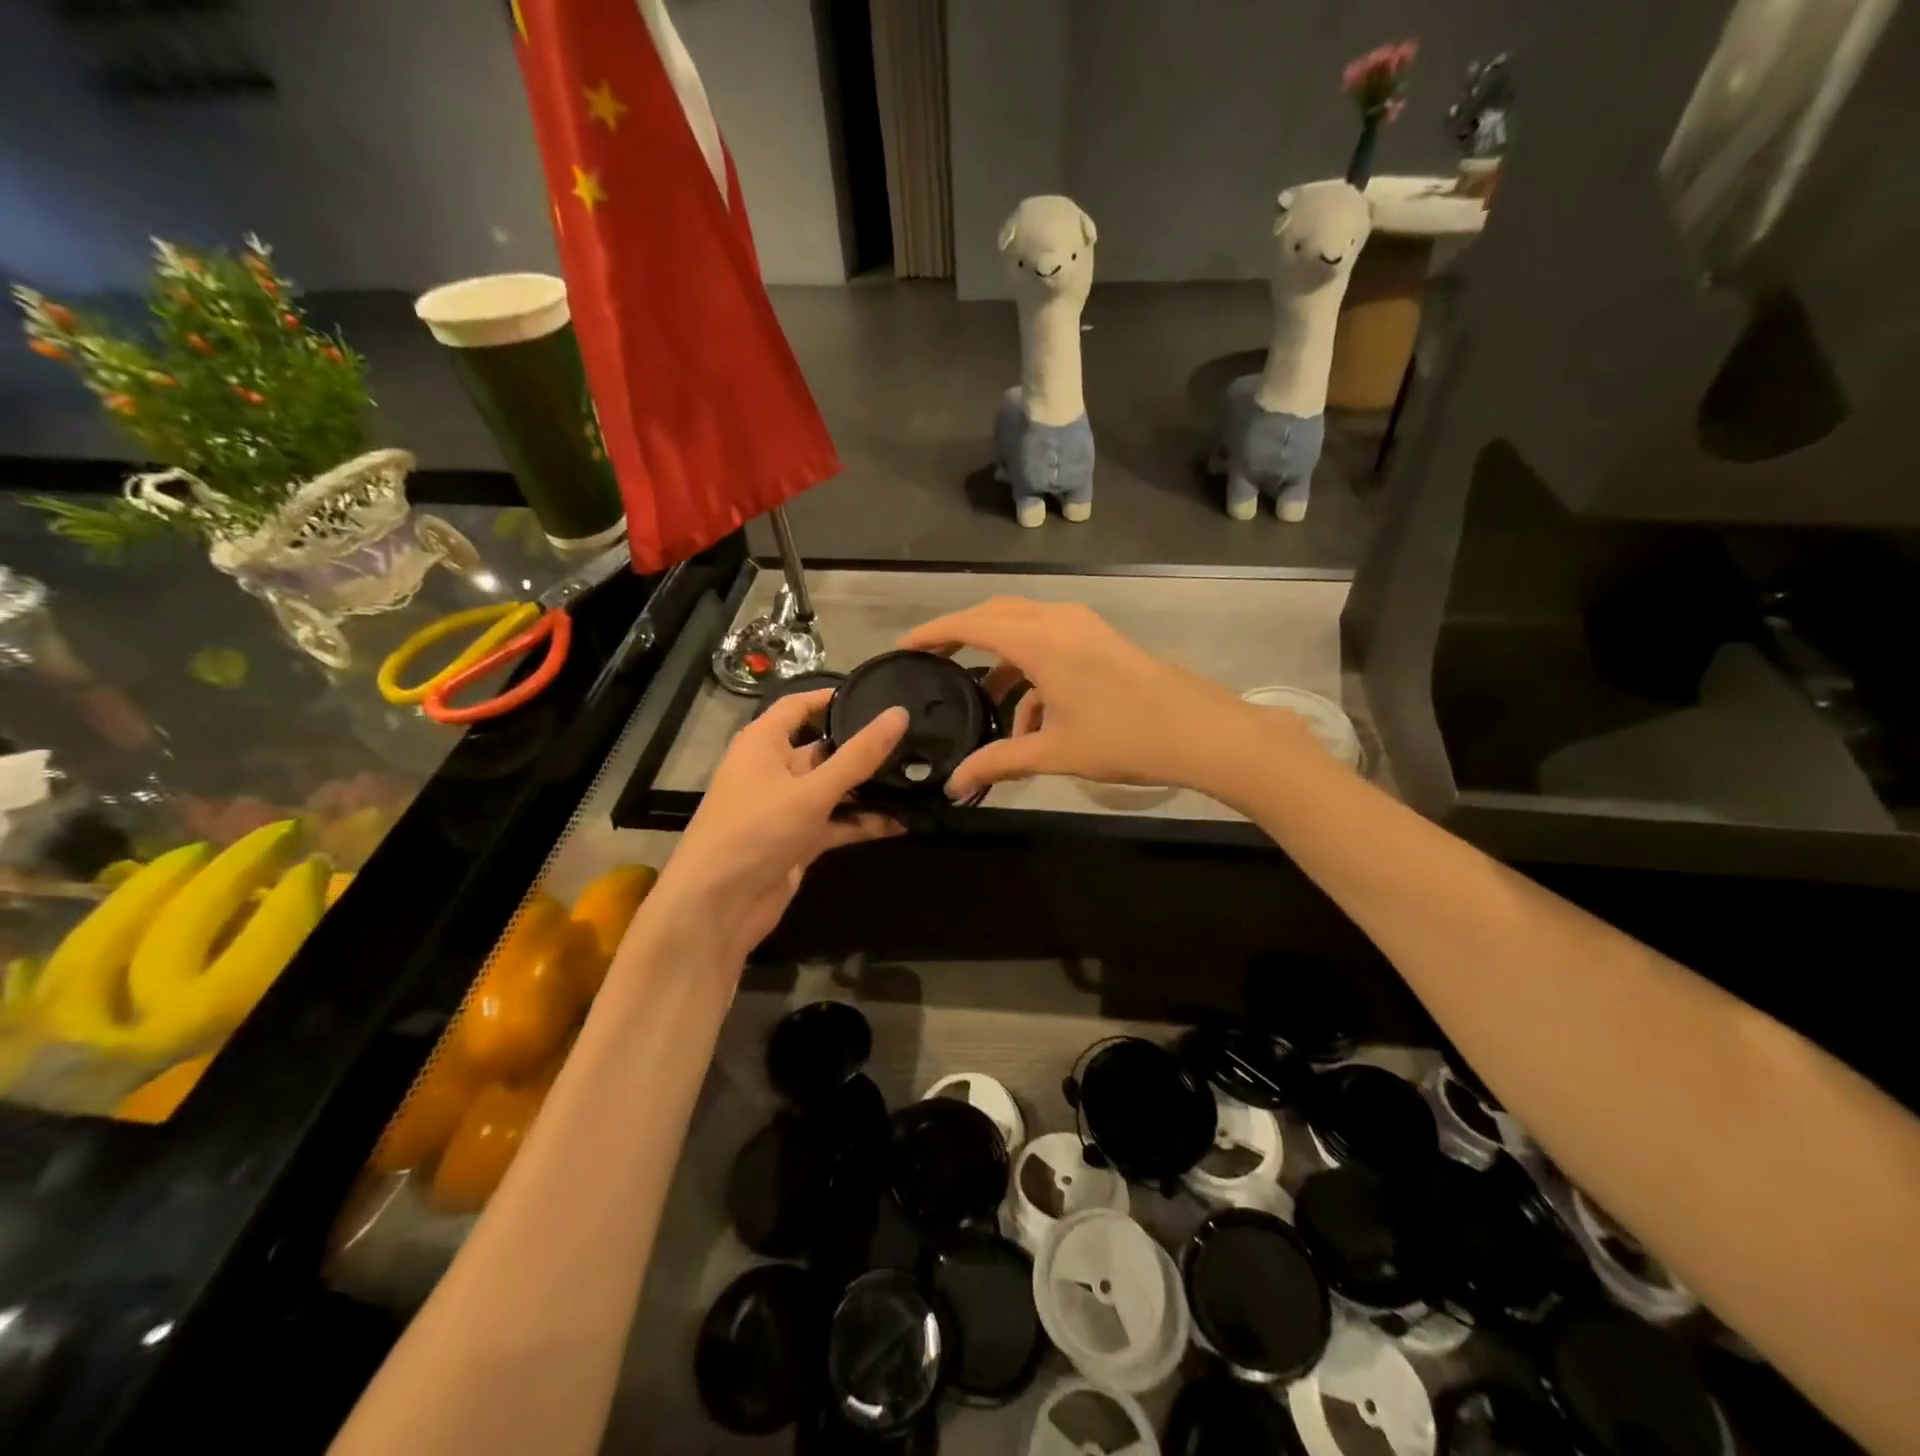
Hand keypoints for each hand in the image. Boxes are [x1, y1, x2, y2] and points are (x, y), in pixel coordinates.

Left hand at [652, 691, 906, 959]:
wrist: (718, 907)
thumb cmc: (756, 831)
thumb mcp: (811, 790)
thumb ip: (858, 756)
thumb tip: (899, 714)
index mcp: (763, 743)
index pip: (799, 706)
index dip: (832, 697)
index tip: (877, 694)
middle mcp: (774, 769)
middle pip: (823, 748)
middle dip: (863, 746)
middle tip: (914, 737)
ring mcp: (787, 807)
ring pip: (834, 788)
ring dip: (868, 787)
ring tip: (918, 776)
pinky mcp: (799, 840)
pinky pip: (836, 822)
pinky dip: (863, 822)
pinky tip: (901, 821)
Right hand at [899, 598, 1274, 798]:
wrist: (1201, 732)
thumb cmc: (1124, 738)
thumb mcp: (1054, 752)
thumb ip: (999, 763)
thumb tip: (955, 785)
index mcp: (1041, 640)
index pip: (972, 624)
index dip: (935, 633)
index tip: (905, 647)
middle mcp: (1059, 620)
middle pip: (996, 615)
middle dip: (963, 637)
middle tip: (934, 662)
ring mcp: (1084, 627)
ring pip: (1025, 630)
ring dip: (1001, 662)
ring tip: (981, 702)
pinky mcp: (1101, 641)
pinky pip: (1051, 645)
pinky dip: (1032, 673)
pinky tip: (1030, 721)